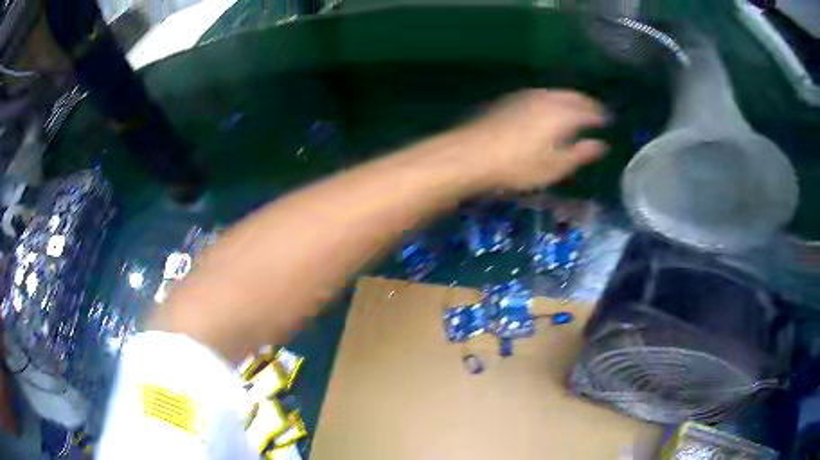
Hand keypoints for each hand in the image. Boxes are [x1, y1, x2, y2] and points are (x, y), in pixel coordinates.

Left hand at [458, 89, 607, 190]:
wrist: (473, 153)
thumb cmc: (519, 166)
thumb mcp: (555, 166)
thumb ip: (580, 153)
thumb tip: (601, 145)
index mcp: (563, 114)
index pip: (589, 112)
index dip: (601, 116)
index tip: (609, 121)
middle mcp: (548, 98)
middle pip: (574, 97)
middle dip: (588, 103)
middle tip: (597, 111)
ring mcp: (528, 95)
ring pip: (557, 92)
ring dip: (571, 98)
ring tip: (577, 107)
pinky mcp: (512, 98)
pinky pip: (541, 94)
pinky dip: (553, 98)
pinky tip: (550, 106)